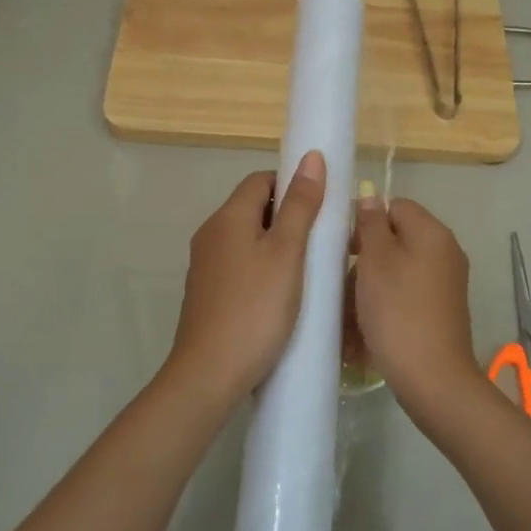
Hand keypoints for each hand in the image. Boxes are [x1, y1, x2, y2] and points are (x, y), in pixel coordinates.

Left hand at [163, 151, 326, 405]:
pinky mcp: (208, 293)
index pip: (261, 180)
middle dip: (290, 217)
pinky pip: (241, 266)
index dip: (292, 184)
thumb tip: (311, 157)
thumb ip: (300, 205)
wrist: (210, 373)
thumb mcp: (287, 253)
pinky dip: (264, 269)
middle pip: (254, 209)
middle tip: (324, 241)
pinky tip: (285, 295)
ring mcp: (206, 265)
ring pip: (249, 239)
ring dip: (279, 246)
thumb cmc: (255, 307)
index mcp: (228, 217)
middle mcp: (211, 234)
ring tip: (311, 269)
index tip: (322, 208)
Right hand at [352, 197, 487, 416]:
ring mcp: (445, 285)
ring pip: (396, 272)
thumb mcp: (375, 261)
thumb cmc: (398, 311)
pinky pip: (404, 297)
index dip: (366, 222)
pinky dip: (384, 308)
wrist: (432, 377)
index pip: (394, 206)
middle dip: (365, 261)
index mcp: (432, 233)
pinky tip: (364, 332)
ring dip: (369, 289)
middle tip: (343, 285)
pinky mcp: (439, 311)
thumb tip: (371, 197)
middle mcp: (445, 253)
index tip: (344, 249)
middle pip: (395, 241)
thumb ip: (370, 225)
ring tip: (350, 315)